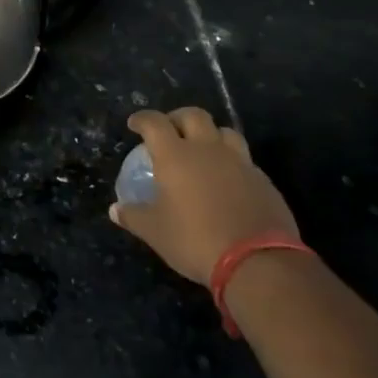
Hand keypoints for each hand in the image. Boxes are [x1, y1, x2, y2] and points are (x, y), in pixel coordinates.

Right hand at [111, 106, 299, 285]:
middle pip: (193, 116)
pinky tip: (227, 180)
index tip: (134, 124)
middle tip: (170, 131)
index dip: (142, 119)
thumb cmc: (195, 240)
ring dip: (210, 134)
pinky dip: (231, 161)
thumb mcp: (156, 232)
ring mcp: (240, 162)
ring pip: (224, 132)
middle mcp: (208, 150)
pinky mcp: (263, 180)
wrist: (257, 261)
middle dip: (177, 118)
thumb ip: (134, 216)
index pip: (155, 123)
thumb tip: (115, 210)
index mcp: (176, 156)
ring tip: (202, 150)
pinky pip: (243, 159)